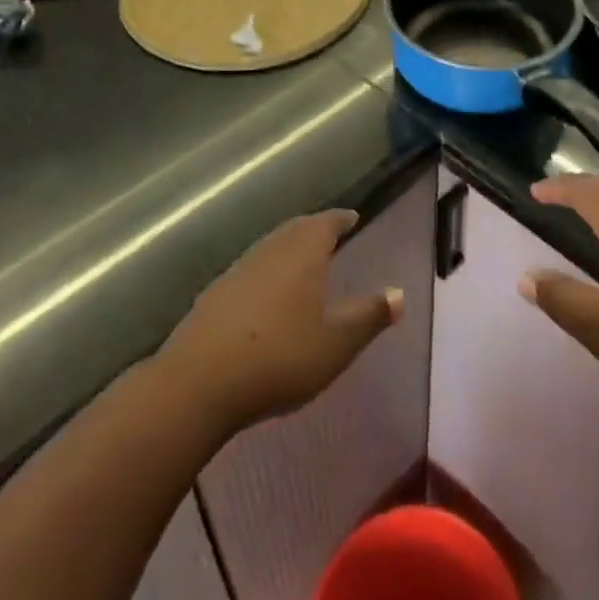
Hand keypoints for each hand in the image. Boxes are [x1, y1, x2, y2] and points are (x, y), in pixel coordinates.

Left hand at [159, 210, 401, 437]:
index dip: (341, 219)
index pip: (326, 223)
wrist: (199, 382)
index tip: (352, 217)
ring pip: (270, 247)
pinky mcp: (214, 293)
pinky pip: (249, 270)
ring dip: (288, 248)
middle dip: (314, 229)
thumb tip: (400, 294)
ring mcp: (238, 269)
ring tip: (301, 262)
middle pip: (295, 229)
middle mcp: (271, 250)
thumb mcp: (336, 344)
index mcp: (303, 252)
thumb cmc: (280, 357)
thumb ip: (369, 317)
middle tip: (329, 234)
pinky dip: (265, 272)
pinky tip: (264, 295)